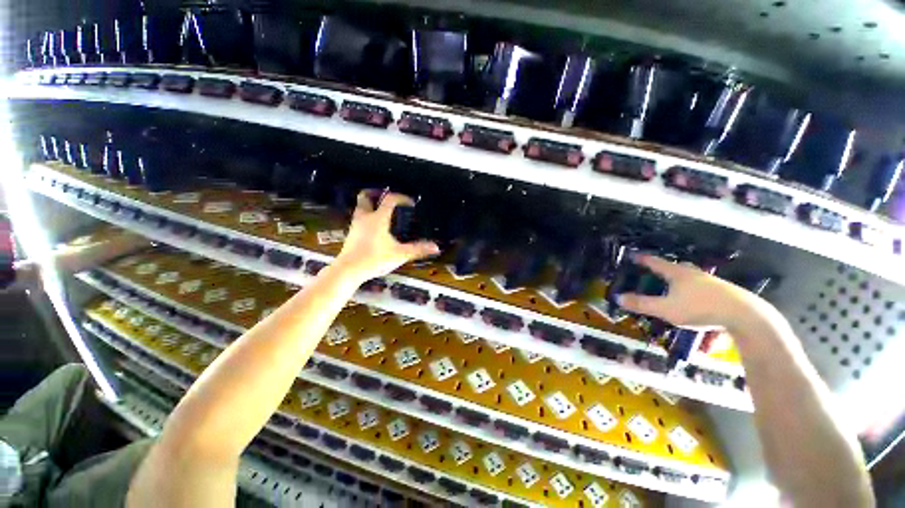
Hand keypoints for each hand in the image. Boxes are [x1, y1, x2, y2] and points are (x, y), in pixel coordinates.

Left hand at [334, 191, 439, 282]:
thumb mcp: (400, 254)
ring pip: (360, 207)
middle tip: (387, 197)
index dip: (401, 197)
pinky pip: (358, 218)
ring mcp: (355, 225)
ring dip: (370, 204)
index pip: (389, 199)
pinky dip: (366, 216)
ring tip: (382, 211)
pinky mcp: (351, 234)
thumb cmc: (375, 259)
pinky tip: (374, 227)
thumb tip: (436, 247)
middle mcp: (365, 217)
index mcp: (378, 218)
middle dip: (376, 193)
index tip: (410, 203)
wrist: (348, 270)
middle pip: (365, 196)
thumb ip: (418, 249)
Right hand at [617, 254, 777, 332]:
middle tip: (655, 272)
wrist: (744, 315)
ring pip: (690, 276)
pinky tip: (694, 298)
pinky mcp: (722, 291)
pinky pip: (701, 285)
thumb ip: (642, 304)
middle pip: (676, 266)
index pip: (656, 263)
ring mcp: (710, 281)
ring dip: (680, 278)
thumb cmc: (700, 308)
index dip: (643, 259)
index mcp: (678, 273)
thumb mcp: (666, 309)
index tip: (634, 255)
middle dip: (664, 268)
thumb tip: (617, 297)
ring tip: (673, 286)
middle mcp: (693, 273)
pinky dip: (692, 288)